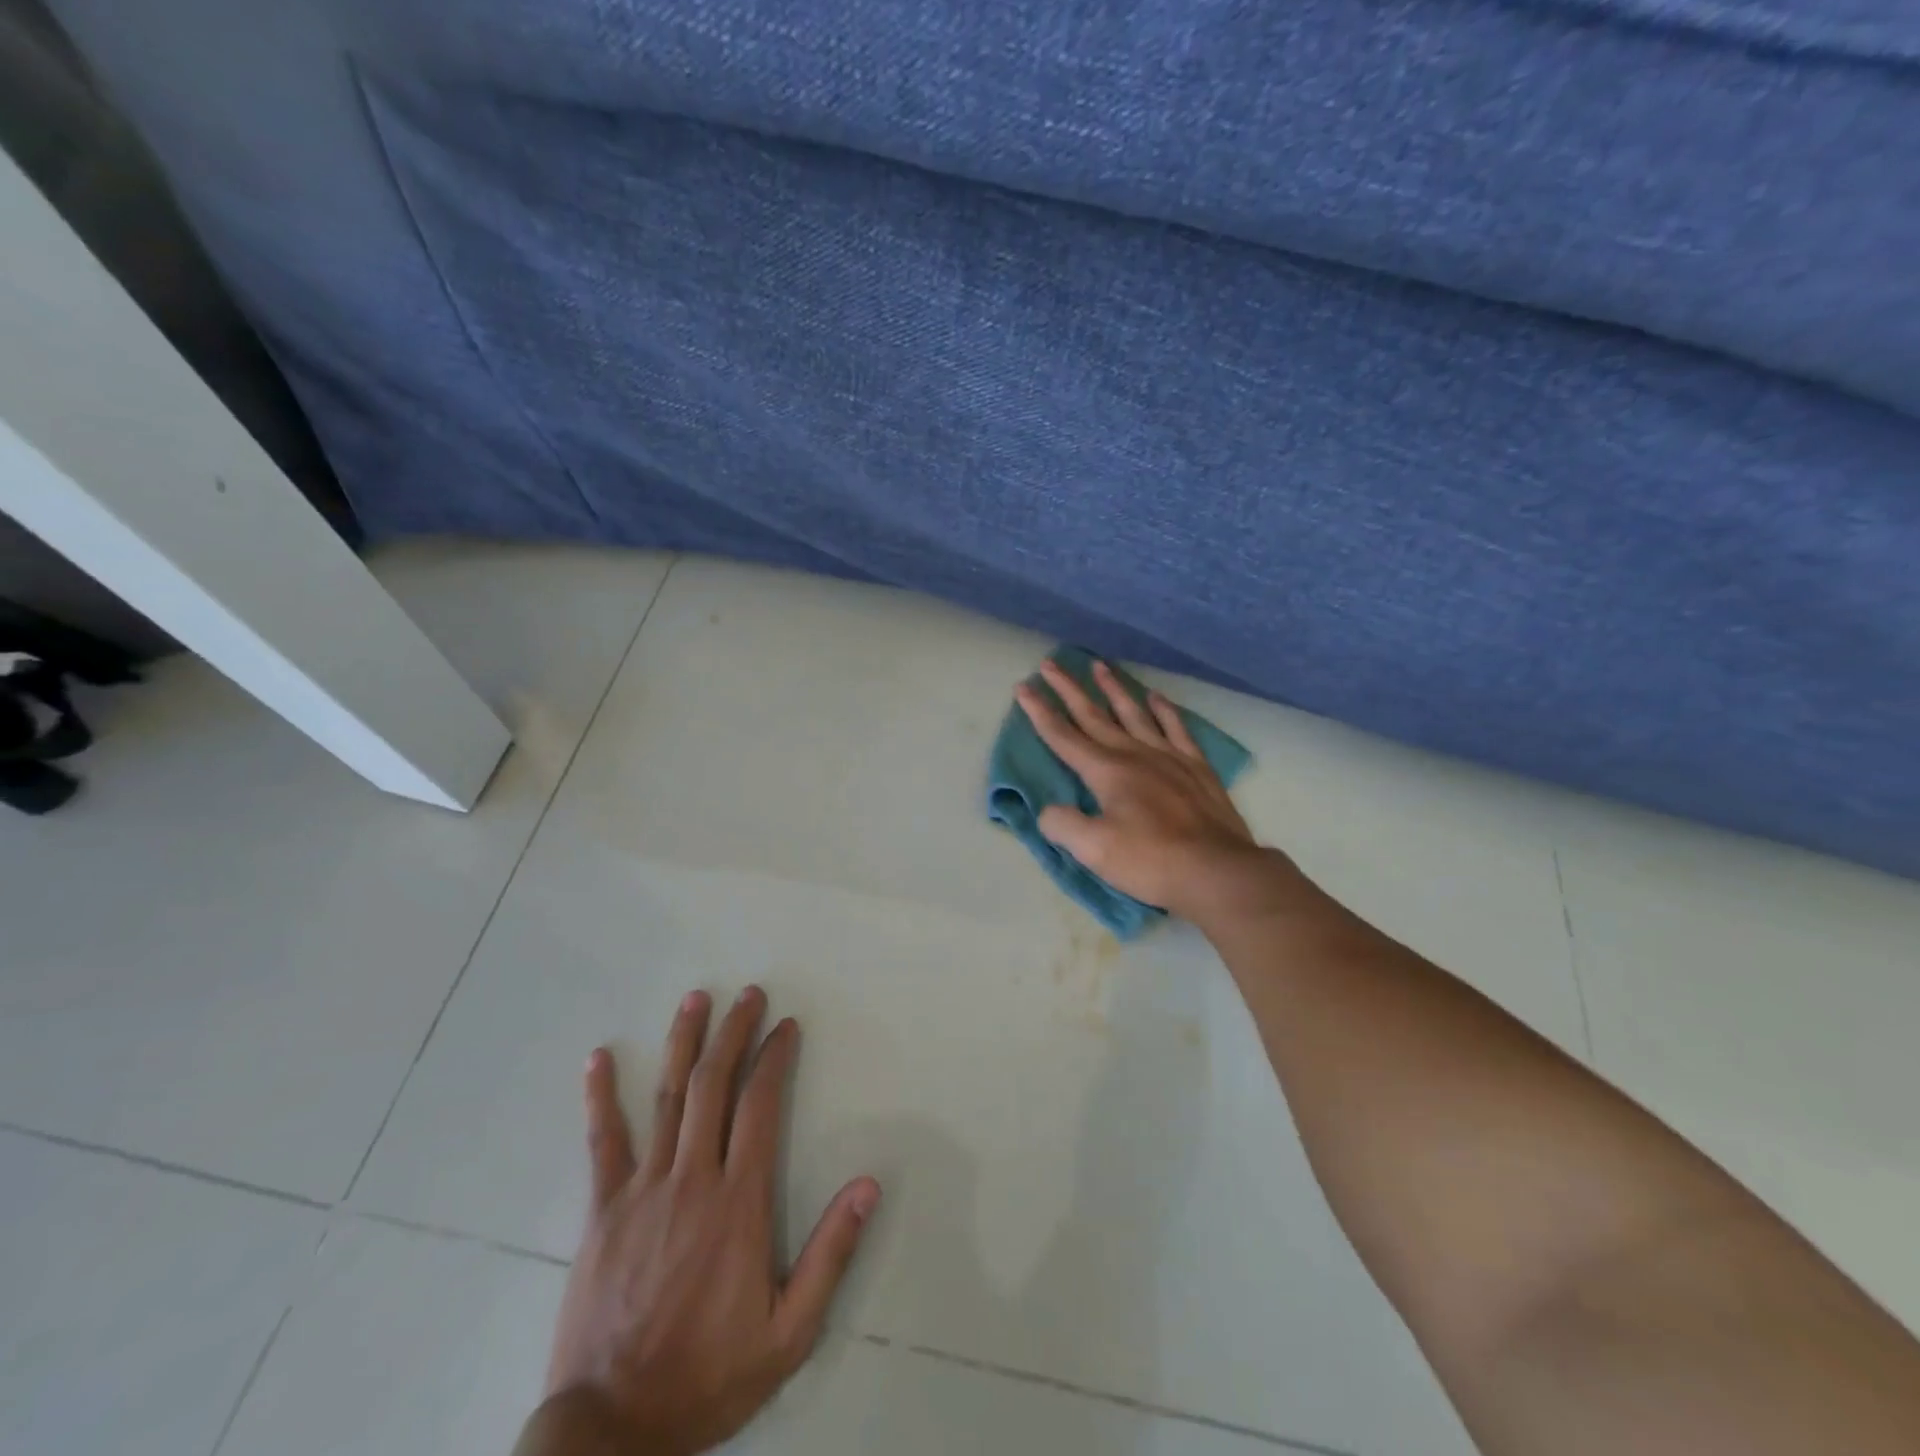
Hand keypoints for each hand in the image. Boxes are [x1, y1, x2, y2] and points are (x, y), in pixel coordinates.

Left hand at [533, 987, 880, 1455]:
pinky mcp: (603, 1211)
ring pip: (667, 1099)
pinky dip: (600, 1097)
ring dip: (683, 1044)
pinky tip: (598, 1058)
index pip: (760, 1106)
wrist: (611, 1433)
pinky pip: (603, 1143)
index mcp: (738, 1202)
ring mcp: (642, 1190)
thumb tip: (869, 1184)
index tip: (786, 1026)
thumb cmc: (708, 1377)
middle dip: (733, 1033)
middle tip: (747, 993)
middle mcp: (692, 1179)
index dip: (775, 1058)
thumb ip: (831, 1254)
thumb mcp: (789, 1332)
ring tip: (695, 999)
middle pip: (714, 1085)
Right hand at [1017, 658, 1284, 922]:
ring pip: (1134, 712)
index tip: (1023, 687)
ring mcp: (1168, 756)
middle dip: (1069, 689)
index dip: (1040, 712)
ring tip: (1099, 665)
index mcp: (1106, 771)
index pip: (1063, 736)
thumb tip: (1049, 810)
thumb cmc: (1151, 861)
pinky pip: (1176, 727)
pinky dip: (1164, 710)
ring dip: (1113, 689)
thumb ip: (1063, 825)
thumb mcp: (1094, 850)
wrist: (1217, 870)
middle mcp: (1134, 754)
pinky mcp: (1196, 767)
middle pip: (1094, 715)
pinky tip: (1156, 697)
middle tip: (1050, 664)